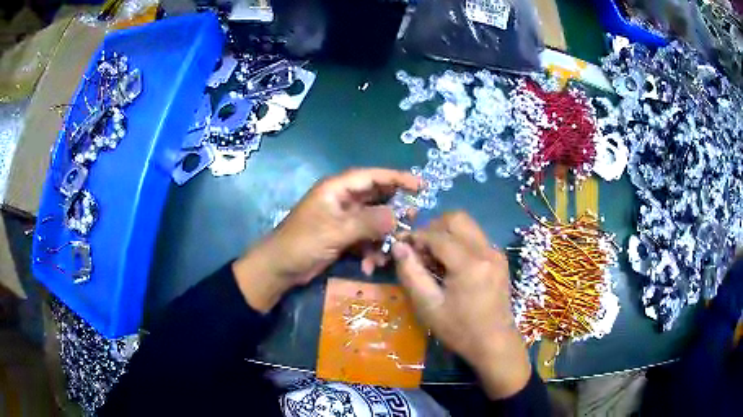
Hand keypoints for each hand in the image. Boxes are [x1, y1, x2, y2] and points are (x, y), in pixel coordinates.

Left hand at [233, 168, 420, 312]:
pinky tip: (372, 266)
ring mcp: (343, 220)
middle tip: (413, 220)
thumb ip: (367, 222)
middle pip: (376, 198)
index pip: (372, 176)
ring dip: (383, 237)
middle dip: (394, 210)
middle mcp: (343, 200)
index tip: (421, 185)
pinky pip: (366, 238)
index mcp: (337, 189)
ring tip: (392, 251)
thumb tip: (396, 216)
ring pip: (373, 221)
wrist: (280, 268)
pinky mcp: (343, 237)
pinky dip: (371, 250)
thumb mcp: (335, 232)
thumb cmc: (302, 243)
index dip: (397, 178)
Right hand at [391, 212, 530, 399]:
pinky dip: (458, 241)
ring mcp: (496, 252)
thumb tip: (398, 246)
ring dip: (446, 233)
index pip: (437, 235)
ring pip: (467, 225)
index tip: (401, 246)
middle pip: (456, 218)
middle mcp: (486, 250)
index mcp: (470, 263)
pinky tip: (450, 264)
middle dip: (433, 227)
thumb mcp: (429, 306)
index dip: (416, 236)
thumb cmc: (460, 330)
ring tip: (433, 257)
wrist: (495, 343)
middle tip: (420, 249)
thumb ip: (411, 273)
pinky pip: (475, 237)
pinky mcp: (499, 258)